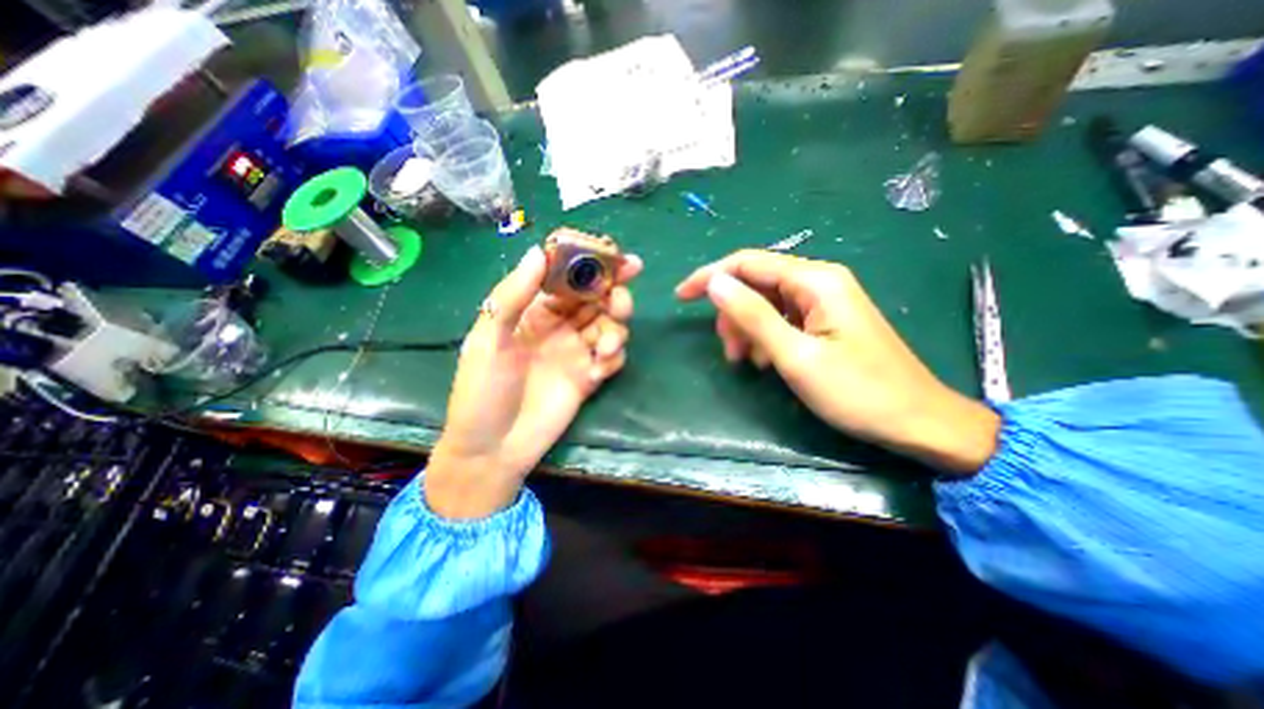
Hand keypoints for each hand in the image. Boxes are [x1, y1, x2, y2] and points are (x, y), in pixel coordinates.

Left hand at [428, 236, 642, 517]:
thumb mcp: (489, 338)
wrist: (493, 449)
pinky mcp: (589, 377)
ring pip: (608, 324)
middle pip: (595, 298)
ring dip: (616, 326)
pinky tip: (600, 369)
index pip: (566, 277)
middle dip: (613, 292)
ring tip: (607, 344)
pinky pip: (611, 357)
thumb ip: (515, 295)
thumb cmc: (483, 391)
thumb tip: (539, 251)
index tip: (613, 255)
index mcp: (533, 311)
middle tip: (620, 297)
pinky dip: (614, 356)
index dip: (589, 263)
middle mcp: (558, 326)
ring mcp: (576, 352)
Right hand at [677, 248, 1002, 476]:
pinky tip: (768, 361)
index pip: (747, 263)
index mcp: (815, 281)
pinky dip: (766, 336)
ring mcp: (824, 300)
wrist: (917, 422)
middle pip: (756, 282)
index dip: (710, 276)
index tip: (680, 297)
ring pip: (766, 302)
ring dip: (748, 328)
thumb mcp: (796, 356)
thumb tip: (715, 284)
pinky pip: (782, 317)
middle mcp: (819, 281)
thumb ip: (753, 316)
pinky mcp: (825, 319)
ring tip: (749, 362)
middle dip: (733, 313)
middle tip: (730, 351)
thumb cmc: (857, 392)